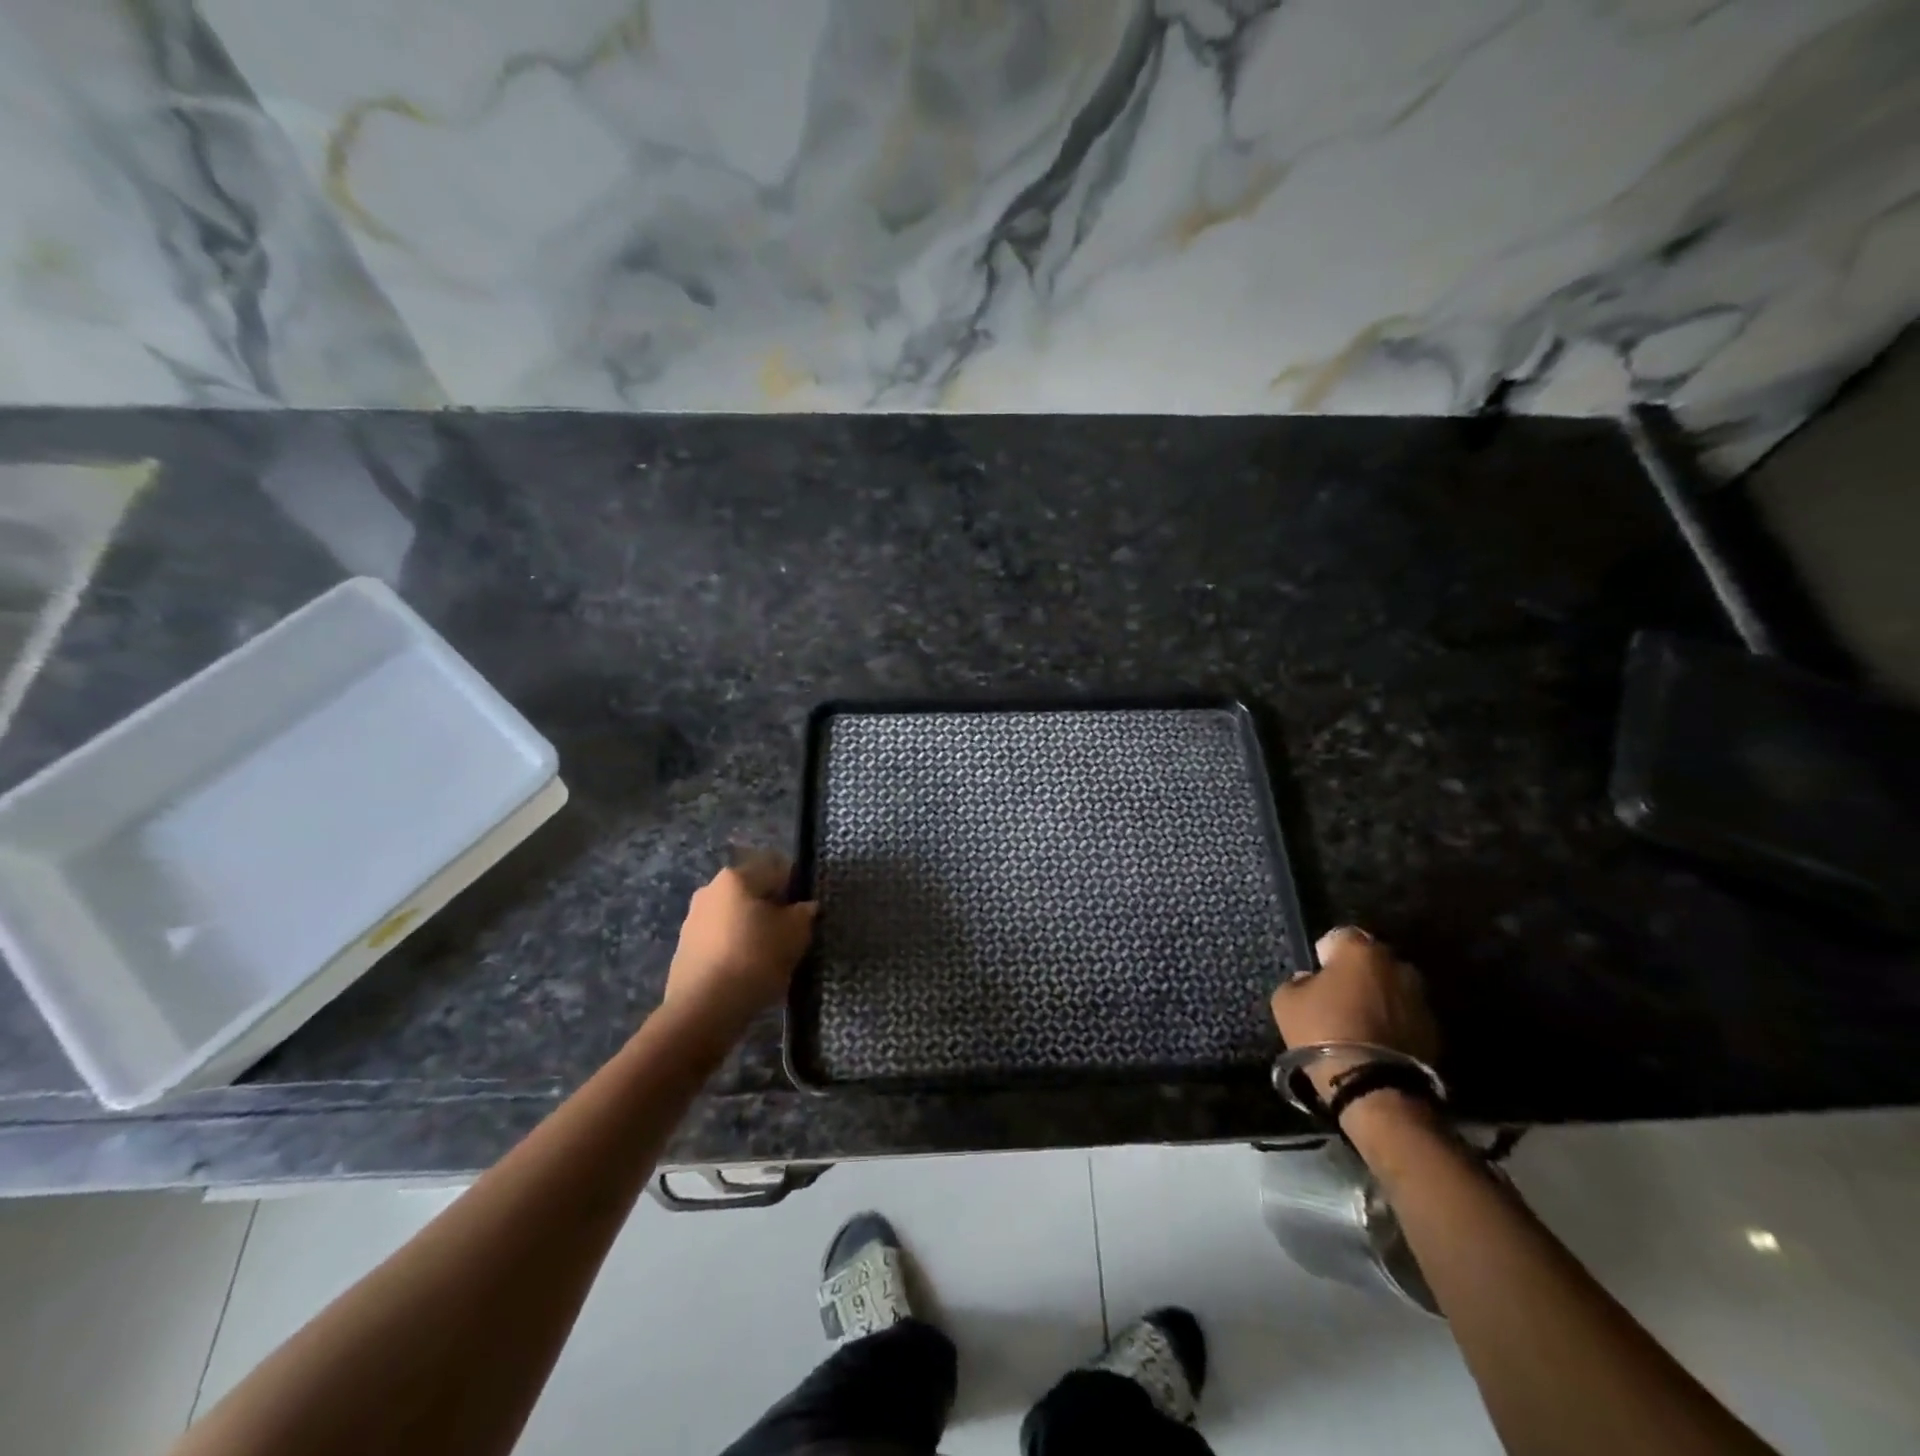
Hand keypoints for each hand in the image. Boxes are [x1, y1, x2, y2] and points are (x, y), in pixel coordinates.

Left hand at [664, 851, 816, 1033]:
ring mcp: (692, 920)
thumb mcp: (795, 933)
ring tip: (769, 957)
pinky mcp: (684, 949)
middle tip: (790, 934)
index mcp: (736, 877)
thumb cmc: (755, 958)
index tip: (806, 912)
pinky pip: (720, 940)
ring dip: (752, 929)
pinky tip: (746, 971)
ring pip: (734, 917)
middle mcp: (710, 890)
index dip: (796, 887)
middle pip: (752, 892)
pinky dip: (735, 948)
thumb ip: (804, 914)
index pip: (776, 869)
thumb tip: (805, 907)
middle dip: (772, 909)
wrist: (704, 1009)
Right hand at [1270, 927, 1439, 1079]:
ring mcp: (1420, 997)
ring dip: (1379, 997)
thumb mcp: (1286, 1001)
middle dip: (1357, 973)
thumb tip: (1311, 981)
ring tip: (1360, 1021)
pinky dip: (1394, 1022)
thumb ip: (1298, 982)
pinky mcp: (1435, 1030)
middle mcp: (1396, 964)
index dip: (1326, 953)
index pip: (1340, 935)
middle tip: (1339, 996)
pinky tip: (1377, 1041)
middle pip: (1372, 960)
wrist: (1373, 1086)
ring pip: (1392, 988)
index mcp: (1360, 949)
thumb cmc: (1323, 1031)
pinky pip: (1406, 1015)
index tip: (1317, 973)